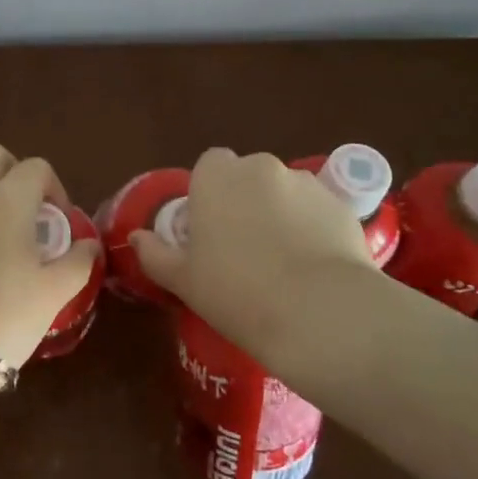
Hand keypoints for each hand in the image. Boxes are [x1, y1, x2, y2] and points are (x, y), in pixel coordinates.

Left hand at [0, 143, 101, 369]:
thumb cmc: (4, 316)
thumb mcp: (54, 293)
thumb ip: (78, 262)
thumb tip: (90, 245)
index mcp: (7, 200)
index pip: (35, 167)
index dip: (54, 187)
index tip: (59, 222)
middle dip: (14, 173)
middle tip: (29, 215)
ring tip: (2, 246)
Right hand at [131, 147, 373, 366]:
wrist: (318, 313)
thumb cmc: (236, 292)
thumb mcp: (183, 280)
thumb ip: (155, 254)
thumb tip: (136, 238)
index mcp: (216, 177)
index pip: (210, 165)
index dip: (211, 194)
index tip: (212, 230)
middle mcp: (260, 167)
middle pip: (249, 176)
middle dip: (247, 200)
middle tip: (245, 247)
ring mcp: (304, 182)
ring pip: (286, 191)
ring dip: (282, 212)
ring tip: (286, 261)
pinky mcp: (340, 204)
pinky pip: (318, 210)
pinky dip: (314, 227)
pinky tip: (316, 266)